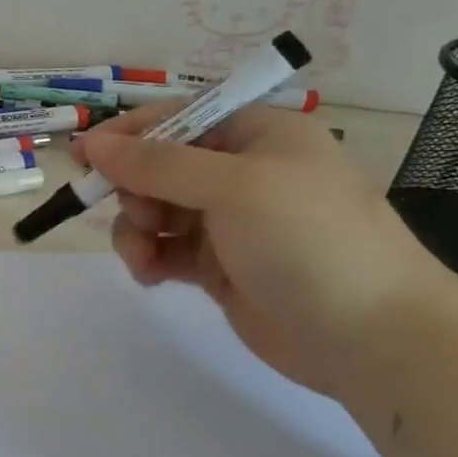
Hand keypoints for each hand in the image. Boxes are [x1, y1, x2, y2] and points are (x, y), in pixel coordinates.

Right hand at [71, 105, 457, 396]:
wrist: (374, 339)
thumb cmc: (309, 241)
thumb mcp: (232, 188)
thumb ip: (157, 164)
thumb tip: (94, 143)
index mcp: (257, 134)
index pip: (177, 117)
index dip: (128, 133)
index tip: (83, 156)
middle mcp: (240, 171)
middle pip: (159, 165)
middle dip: (133, 189)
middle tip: (134, 214)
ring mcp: (229, 221)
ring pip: (155, 209)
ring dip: (136, 229)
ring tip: (144, 257)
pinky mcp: (219, 265)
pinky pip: (165, 248)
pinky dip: (150, 258)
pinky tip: (152, 276)